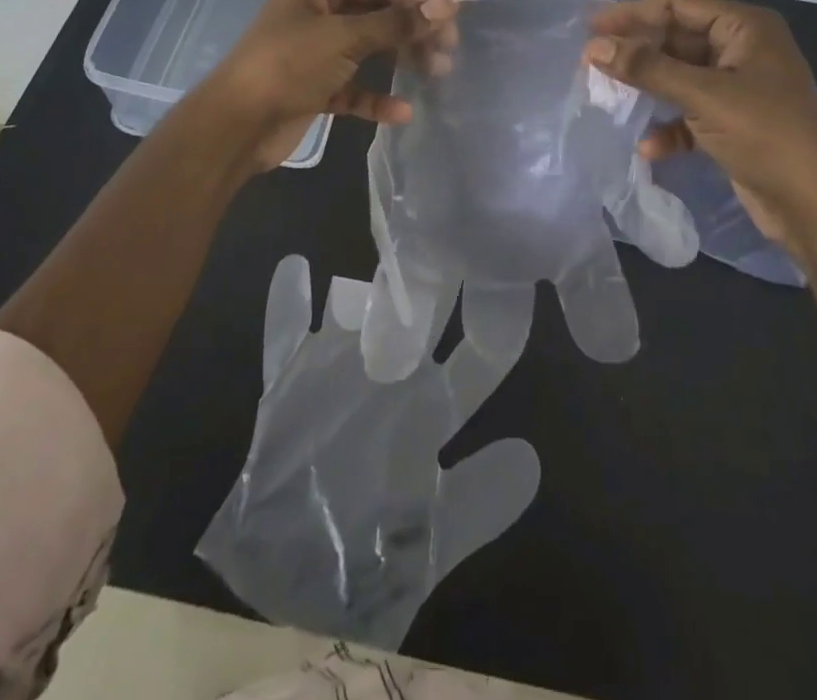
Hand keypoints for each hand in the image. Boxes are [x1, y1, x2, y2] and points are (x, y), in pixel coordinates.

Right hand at [197, 253, 538, 649]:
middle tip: (452, 237)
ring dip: (367, 288)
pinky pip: (286, 336)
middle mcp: (394, 375)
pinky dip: (287, 305)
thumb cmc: (370, 559)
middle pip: (422, 317)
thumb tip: (531, 458)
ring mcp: (341, 371)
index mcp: (434, 407)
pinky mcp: (291, 380)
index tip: (512, 283)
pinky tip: (294, 268)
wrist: (292, 579)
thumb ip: (478, 502)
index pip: (476, 360)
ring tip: (382, 252)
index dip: (495, 328)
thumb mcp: (432, 540)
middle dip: (437, 281)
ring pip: (359, 313)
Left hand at [200, 0, 455, 171]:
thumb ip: (397, 22)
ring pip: (369, 49)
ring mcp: (315, 50)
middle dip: (411, 30)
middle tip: (447, 50)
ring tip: (436, 73)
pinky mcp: (316, 86)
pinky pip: (354, 86)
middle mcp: (317, 11)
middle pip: (377, 14)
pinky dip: (376, 97)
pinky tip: (401, 112)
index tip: (452, 15)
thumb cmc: (288, 65)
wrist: (236, 126)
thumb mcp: (344, 38)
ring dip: (400, 60)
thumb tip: (448, 3)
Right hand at [584, 0, 816, 253]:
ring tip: (609, 98)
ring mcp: (739, 87)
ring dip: (648, 89)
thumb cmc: (765, 135)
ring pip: (680, 76)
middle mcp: (743, 50)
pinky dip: (669, 126)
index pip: (679, 6)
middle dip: (638, 54)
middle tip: (592, 64)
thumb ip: (646, 68)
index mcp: (746, 28)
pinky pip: (690, 112)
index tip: (591, 29)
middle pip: (676, 40)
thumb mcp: (703, 96)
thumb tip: (593, 47)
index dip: (633, 15)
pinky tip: (649, 147)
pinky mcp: (734, 122)